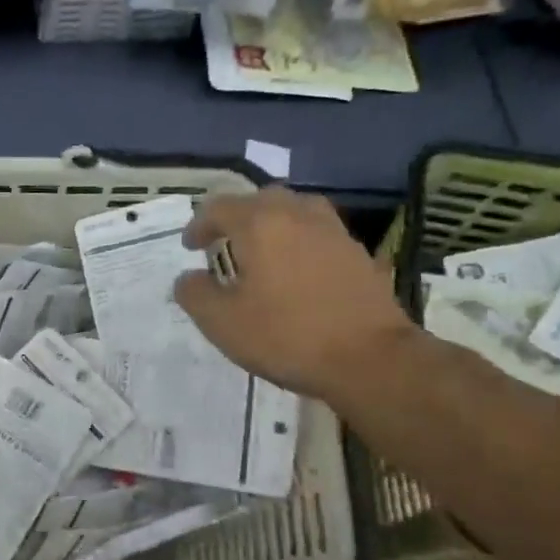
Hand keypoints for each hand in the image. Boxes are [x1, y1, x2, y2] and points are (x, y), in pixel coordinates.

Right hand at [173, 188, 414, 399]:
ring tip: (262, 249)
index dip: (198, 225)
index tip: (190, 248)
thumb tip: (189, 278)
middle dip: (236, 217)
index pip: (219, 207)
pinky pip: (318, 232)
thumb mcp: (222, 322)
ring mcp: (333, 231)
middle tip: (223, 243)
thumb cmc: (286, 336)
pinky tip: (296, 269)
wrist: (371, 359)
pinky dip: (299, 240)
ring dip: (272, 223)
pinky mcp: (357, 253)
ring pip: (295, 210)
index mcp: (260, 224)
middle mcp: (297, 215)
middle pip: (260, 200)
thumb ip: (195, 293)